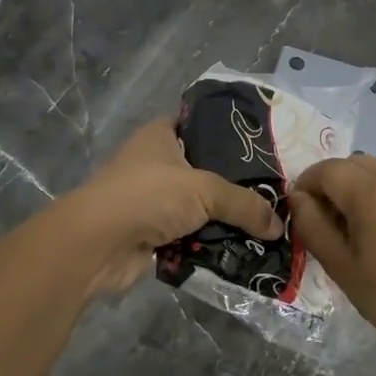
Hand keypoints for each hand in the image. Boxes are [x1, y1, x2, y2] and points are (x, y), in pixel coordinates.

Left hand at [54, 120, 283, 295]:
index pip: (198, 124)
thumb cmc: (148, 196)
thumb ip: (244, 204)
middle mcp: (156, 165)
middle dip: (235, 186)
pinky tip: (243, 250)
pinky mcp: (153, 235)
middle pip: (204, 171)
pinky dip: (210, 245)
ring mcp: (153, 202)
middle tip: (273, 194)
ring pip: (199, 208)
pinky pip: (191, 237)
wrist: (97, 245)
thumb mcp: (204, 190)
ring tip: (266, 227)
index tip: (262, 148)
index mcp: (161, 137)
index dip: (227, 133)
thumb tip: (278, 225)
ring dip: (224, 221)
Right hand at [291, 155, 375, 375]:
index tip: (299, 209)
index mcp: (373, 192)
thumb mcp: (342, 268)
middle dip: (334, 183)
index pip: (328, 169)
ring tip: (355, 229)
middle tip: (325, 220)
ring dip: (360, 189)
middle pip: (356, 164)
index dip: (307, 184)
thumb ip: (314, 227)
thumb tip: (298, 198)